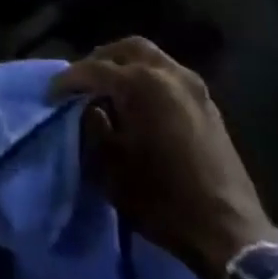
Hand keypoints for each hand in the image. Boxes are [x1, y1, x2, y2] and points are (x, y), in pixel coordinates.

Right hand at [53, 38, 277, 278]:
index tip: (51, 95)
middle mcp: (168, 74)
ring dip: (126, 67)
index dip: (67, 81)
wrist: (226, 229)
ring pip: (152, 58)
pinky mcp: (208, 103)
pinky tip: (138, 104)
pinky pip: (169, 75)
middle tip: (81, 83)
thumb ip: (93, 127)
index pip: (93, 69)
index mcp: (141, 84)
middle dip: (100, 60)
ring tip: (108, 92)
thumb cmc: (161, 198)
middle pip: (126, 49)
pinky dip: (148, 78)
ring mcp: (193, 86)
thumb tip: (90, 108)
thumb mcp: (110, 166)